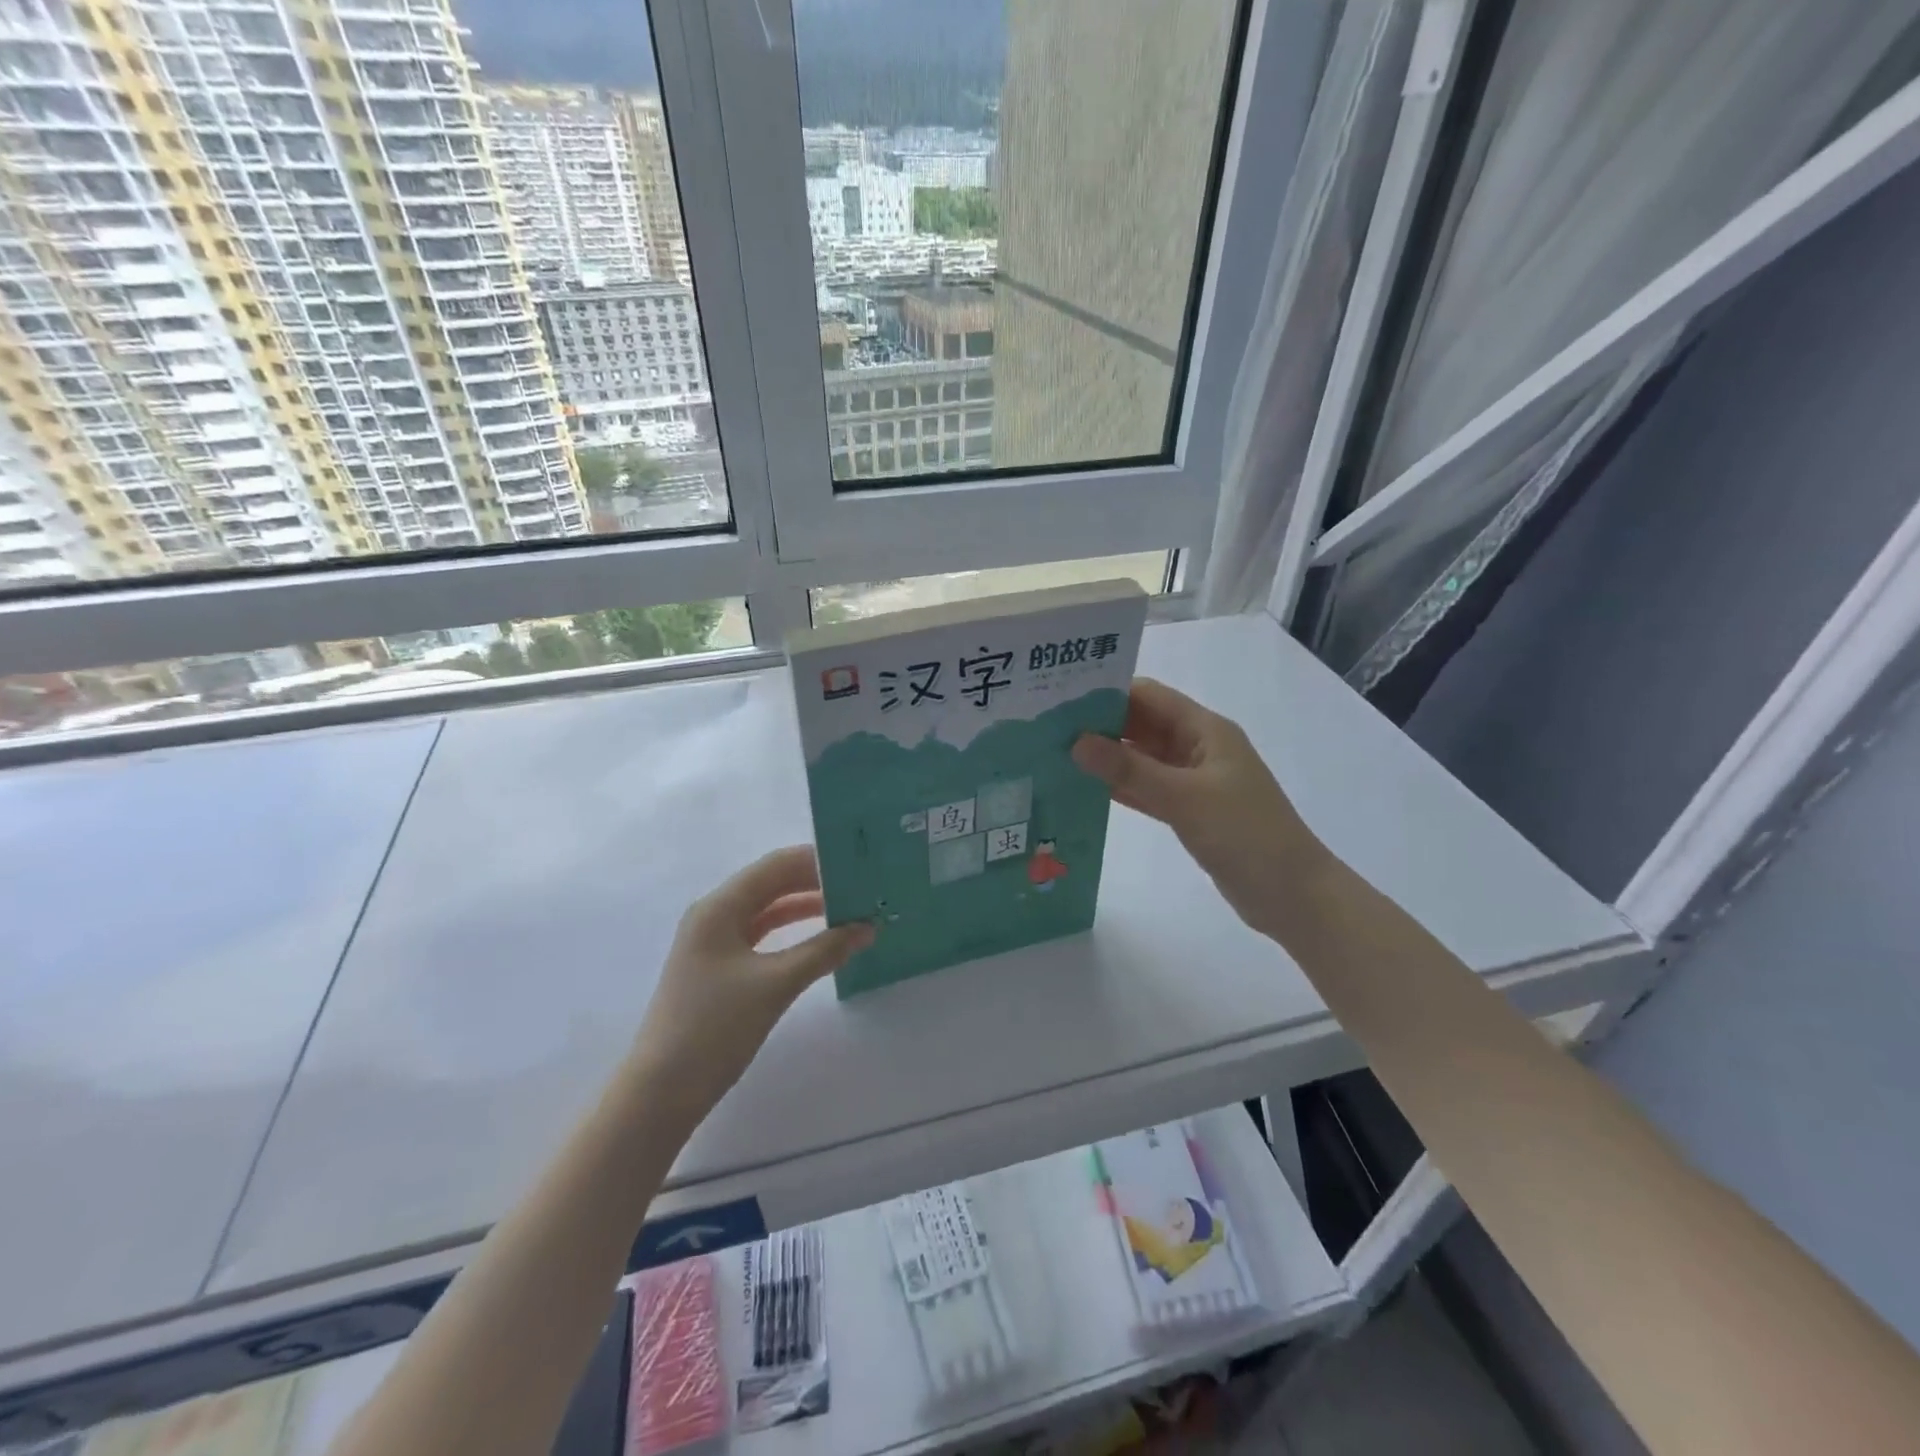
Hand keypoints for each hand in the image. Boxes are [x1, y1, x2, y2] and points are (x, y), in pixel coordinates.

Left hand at [628, 847, 872, 1132]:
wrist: (661, 1091)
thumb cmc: (715, 1028)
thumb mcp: (776, 984)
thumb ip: (824, 951)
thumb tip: (869, 928)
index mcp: (720, 907)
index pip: (776, 865)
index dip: (818, 860)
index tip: (859, 864)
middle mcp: (714, 914)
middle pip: (772, 883)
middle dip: (816, 882)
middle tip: (862, 886)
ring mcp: (714, 941)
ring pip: (768, 909)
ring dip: (806, 906)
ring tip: (852, 908)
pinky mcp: (719, 967)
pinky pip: (762, 934)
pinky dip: (792, 932)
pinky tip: (822, 937)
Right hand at [1072, 678, 1328, 937]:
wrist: (1292, 895)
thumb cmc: (1245, 834)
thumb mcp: (1184, 797)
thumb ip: (1129, 770)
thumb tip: (1076, 742)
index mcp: (1205, 730)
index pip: (1148, 696)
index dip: (1106, 692)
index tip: (1059, 699)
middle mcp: (1197, 748)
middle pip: (1141, 725)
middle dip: (1099, 724)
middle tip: (1046, 729)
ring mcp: (1194, 781)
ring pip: (1141, 759)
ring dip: (1107, 758)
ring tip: (1055, 756)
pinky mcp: (1189, 811)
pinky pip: (1147, 790)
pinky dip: (1121, 788)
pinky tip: (1084, 790)